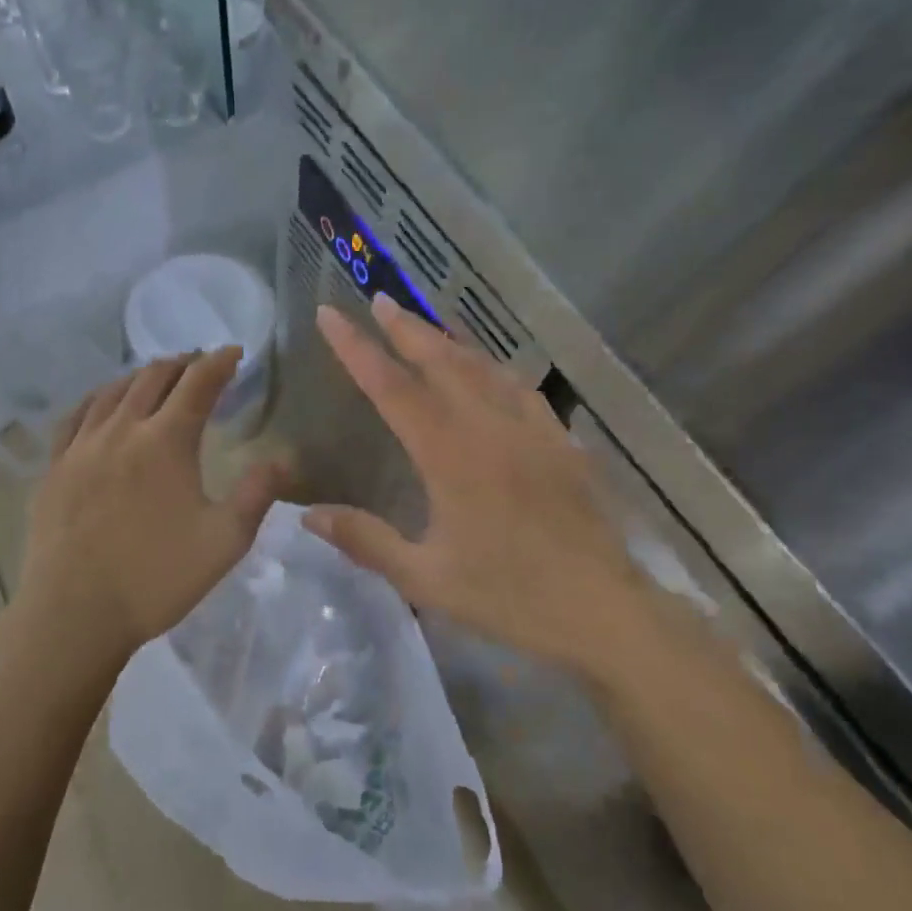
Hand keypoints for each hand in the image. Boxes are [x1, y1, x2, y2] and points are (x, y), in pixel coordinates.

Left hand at [15, 348, 288, 665]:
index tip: (234, 352)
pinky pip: (76, 415)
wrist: (74, 615)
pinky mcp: (54, 467)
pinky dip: (99, 397)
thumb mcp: (224, 542)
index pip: (198, 384)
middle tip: (199, 362)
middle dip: (182, 362)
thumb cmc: (156, 579)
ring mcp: (81, 446)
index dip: (219, 362)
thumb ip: (257, 494)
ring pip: (113, 390)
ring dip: (141, 376)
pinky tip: (103, 403)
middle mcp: (122, 430)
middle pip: (153, 377)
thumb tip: (285, 458)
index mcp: (166, 442)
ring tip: (157, 375)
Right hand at [304, 296, 636, 670]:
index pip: (392, 388)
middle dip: (406, 328)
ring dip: (449, 340)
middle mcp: (489, 427)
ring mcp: (530, 429)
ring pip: (483, 367)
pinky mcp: (559, 442)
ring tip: (427, 323)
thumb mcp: (426, 577)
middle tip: (381, 300)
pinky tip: (492, 370)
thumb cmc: (509, 597)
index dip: (356, 349)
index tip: (331, 315)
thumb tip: (308, 514)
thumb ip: (366, 540)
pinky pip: (520, 388)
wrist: (603, 610)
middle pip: (441, 361)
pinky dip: (495, 368)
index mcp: (450, 454)